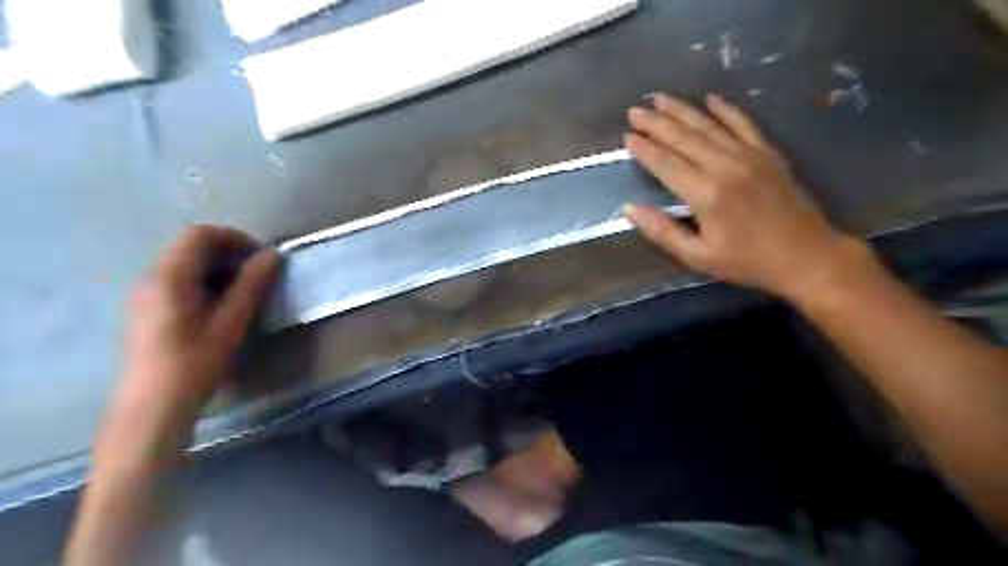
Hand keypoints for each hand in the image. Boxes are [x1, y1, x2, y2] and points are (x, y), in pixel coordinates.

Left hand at [107, 225, 278, 451]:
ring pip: (184, 264)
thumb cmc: (195, 363)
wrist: (152, 407)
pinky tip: (220, 307)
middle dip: (228, 253)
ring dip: (217, 268)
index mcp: (169, 277)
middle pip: (190, 247)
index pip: (199, 235)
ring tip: (244, 291)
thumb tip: (272, 255)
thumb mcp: (230, 322)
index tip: (262, 256)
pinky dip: (203, 282)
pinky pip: (176, 281)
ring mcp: (144, 294)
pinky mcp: (145, 310)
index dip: (234, 238)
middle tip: (258, 274)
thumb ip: (251, 285)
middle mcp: (150, 278)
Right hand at [623, 94, 865, 295]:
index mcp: (706, 194)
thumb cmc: (747, 262)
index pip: (666, 163)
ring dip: (682, 110)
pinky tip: (711, 98)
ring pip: (709, 126)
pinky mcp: (768, 153)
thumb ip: (662, 231)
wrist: (807, 256)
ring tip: (660, 98)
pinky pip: (743, 124)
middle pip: (684, 137)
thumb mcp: (697, 257)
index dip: (644, 149)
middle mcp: (726, 166)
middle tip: (634, 110)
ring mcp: (750, 155)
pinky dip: (726, 110)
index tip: (627, 137)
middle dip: (656, 122)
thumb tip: (629, 209)